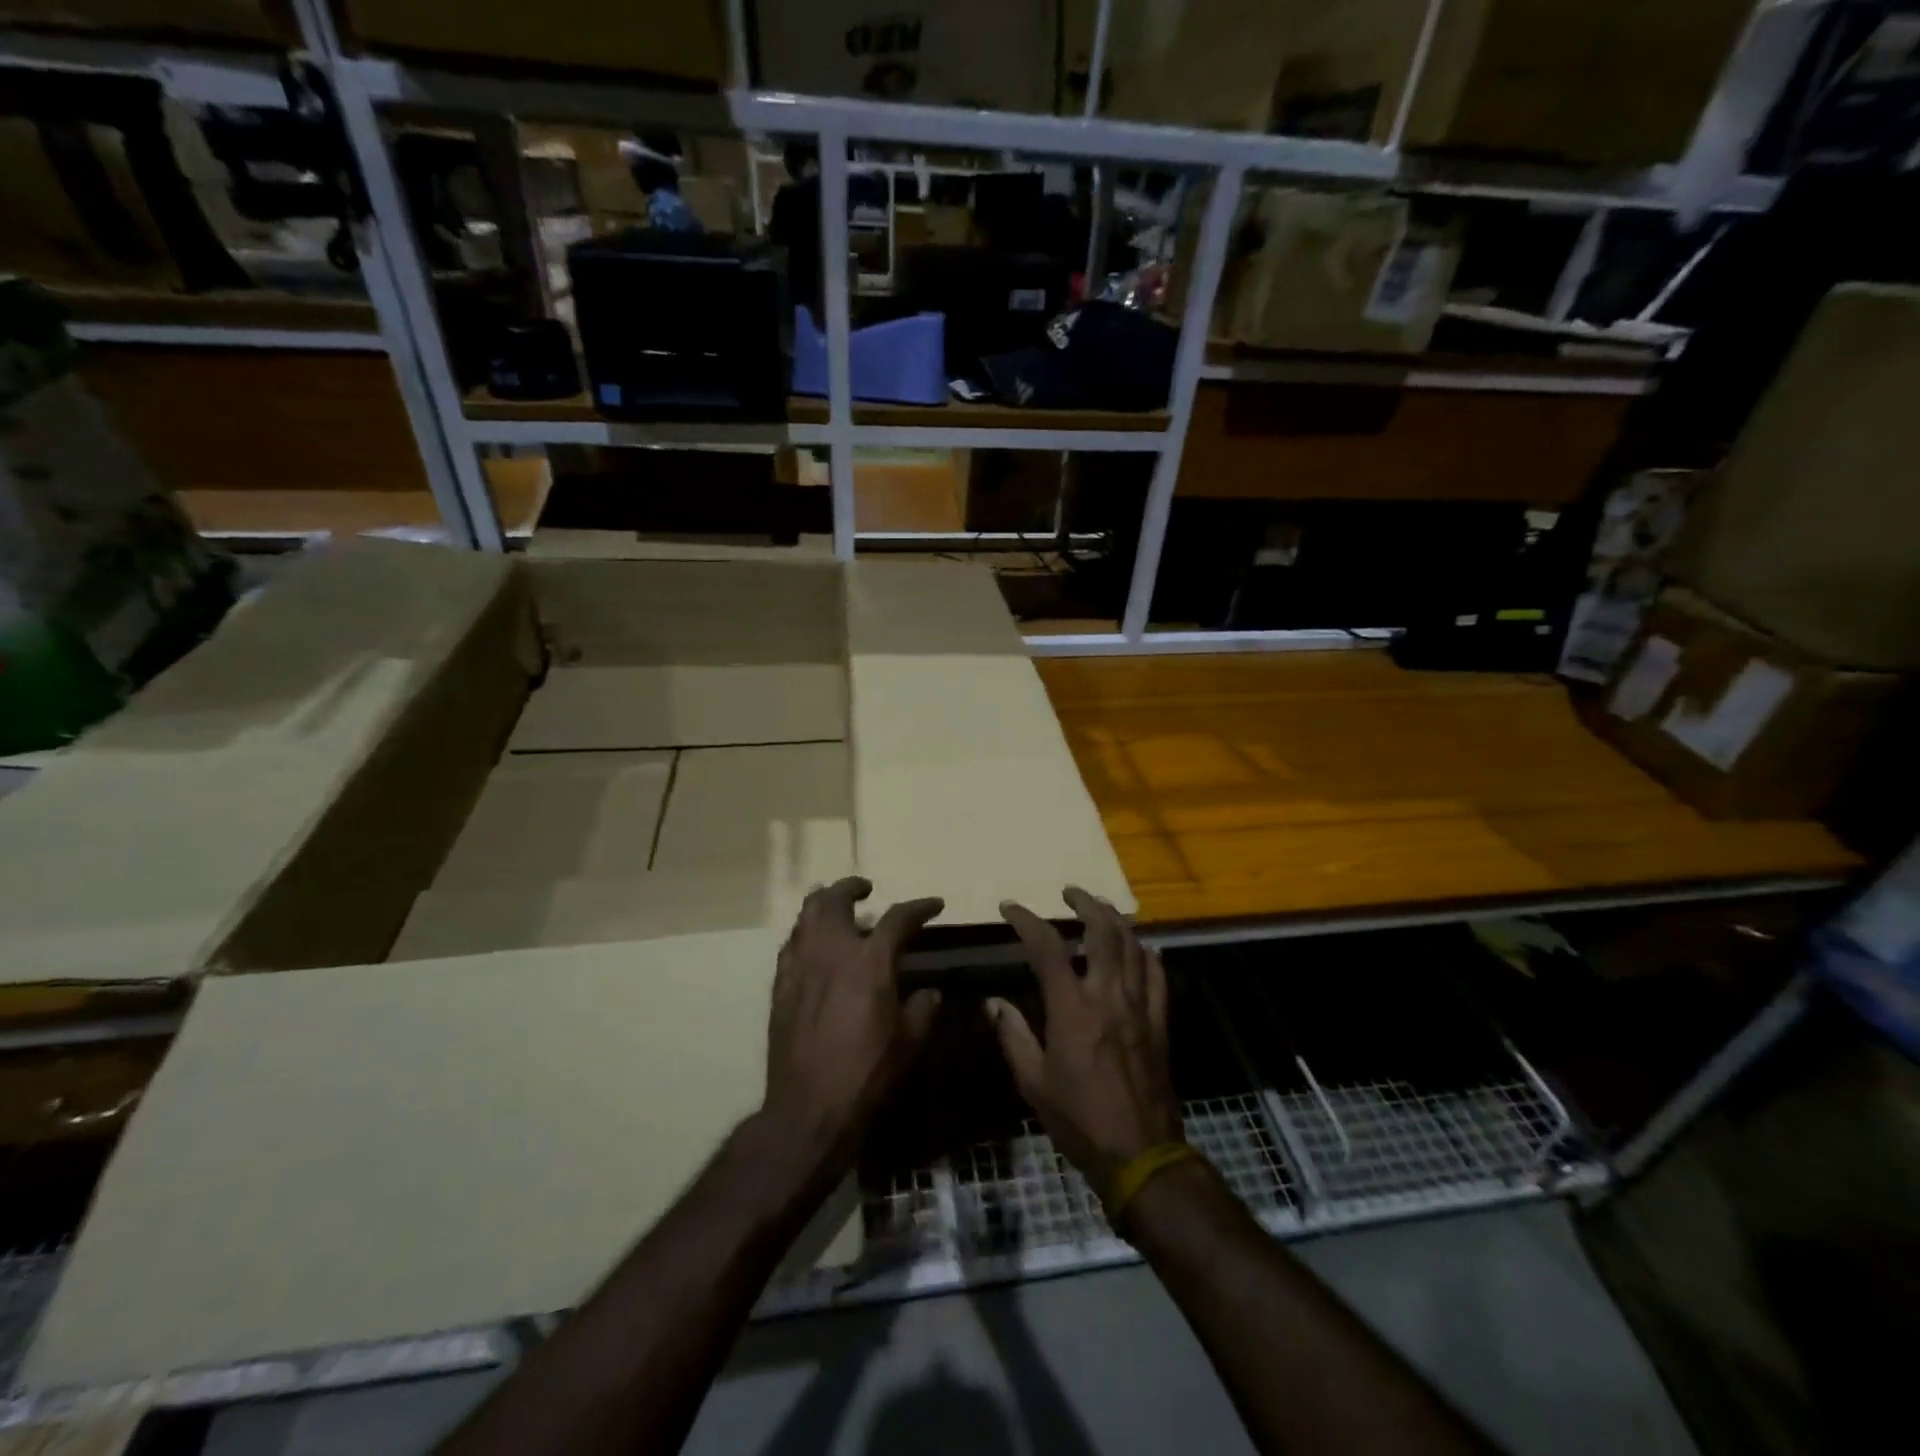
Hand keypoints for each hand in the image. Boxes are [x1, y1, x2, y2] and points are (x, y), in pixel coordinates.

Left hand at [763, 877, 943, 1169]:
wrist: (809, 1108)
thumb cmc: (867, 1073)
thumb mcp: (909, 1043)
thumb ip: (922, 1009)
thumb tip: (929, 993)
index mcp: (869, 961)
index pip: (898, 918)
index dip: (920, 907)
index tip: (934, 905)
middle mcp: (831, 952)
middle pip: (835, 899)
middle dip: (852, 887)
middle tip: (865, 890)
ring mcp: (800, 966)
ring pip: (806, 915)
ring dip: (823, 903)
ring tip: (835, 907)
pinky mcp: (781, 985)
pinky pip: (791, 944)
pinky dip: (805, 933)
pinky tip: (813, 945)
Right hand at [988, 887, 1182, 1193]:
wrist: (1141, 1154)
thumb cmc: (1080, 1120)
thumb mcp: (1034, 1083)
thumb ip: (1012, 1036)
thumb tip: (992, 1003)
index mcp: (1072, 1009)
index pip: (1047, 947)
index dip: (1026, 920)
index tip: (1010, 909)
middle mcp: (1109, 996)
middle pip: (1103, 932)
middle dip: (1085, 904)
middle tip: (1070, 892)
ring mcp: (1140, 1007)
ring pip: (1133, 946)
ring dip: (1115, 919)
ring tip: (1101, 908)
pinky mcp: (1161, 1022)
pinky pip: (1158, 975)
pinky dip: (1147, 953)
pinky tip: (1140, 947)